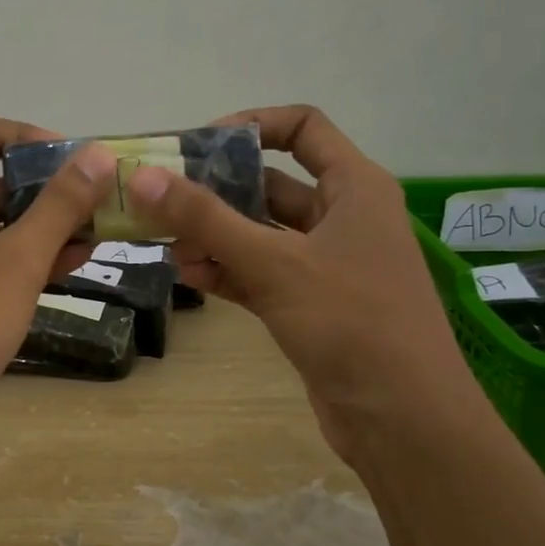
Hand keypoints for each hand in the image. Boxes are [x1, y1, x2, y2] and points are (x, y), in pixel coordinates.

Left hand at [0, 111, 114, 468]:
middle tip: (95, 199)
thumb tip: (96, 155)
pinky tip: (72, 264)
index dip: (18, 135)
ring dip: (39, 229)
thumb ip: (57, 207)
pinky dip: (23, 263)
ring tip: (97, 232)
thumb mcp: (14, 264)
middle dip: (39, 190)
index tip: (67, 158)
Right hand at [126, 104, 478, 459]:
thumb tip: (142, 176)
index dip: (251, 126)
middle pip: (272, 185)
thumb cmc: (351, 322)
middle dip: (217, 193)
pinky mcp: (312, 306)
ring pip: (261, 235)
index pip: (303, 128)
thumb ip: (205, 219)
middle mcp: (343, 218)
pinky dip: (229, 272)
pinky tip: (190, 278)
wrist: (402, 419)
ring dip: (216, 238)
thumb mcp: (274, 263)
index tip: (198, 146)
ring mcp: (327, 265)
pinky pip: (262, 274)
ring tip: (167, 248)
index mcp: (354, 187)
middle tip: (162, 202)